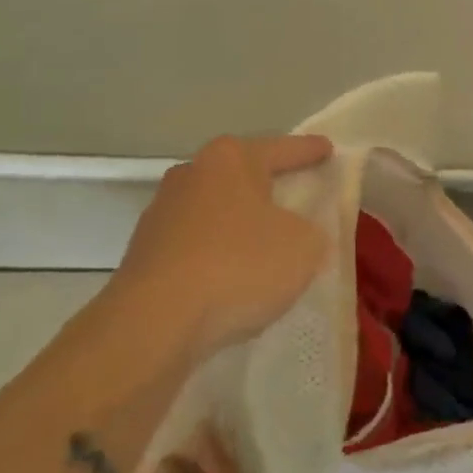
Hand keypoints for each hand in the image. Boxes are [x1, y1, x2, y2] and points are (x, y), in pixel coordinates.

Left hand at [107, 134, 332, 355]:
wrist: (154, 323)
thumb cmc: (239, 266)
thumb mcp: (305, 246)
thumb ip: (312, 230)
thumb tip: (298, 233)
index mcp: (231, 159)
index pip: (283, 149)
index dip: (309, 151)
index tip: (328, 149)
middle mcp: (191, 174)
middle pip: (243, 176)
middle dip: (269, 186)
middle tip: (298, 198)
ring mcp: (162, 213)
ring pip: (217, 211)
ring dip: (240, 225)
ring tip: (267, 248)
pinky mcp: (145, 254)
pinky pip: (197, 246)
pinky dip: (218, 255)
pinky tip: (233, 279)